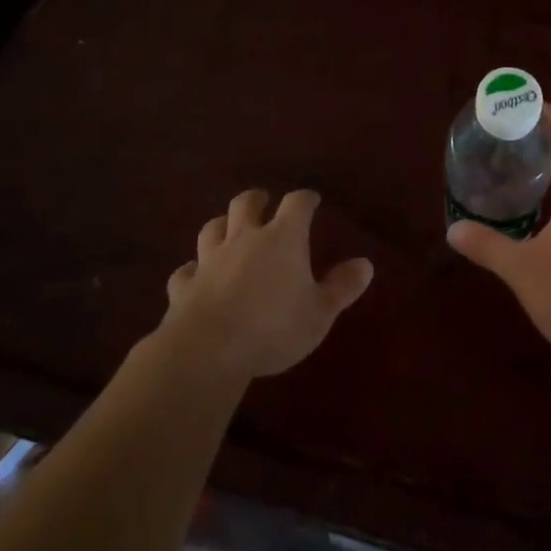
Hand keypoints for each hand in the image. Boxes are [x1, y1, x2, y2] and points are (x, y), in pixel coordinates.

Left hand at [161, 190, 373, 381]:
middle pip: (246, 203)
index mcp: (283, 238)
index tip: (311, 200)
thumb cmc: (273, 328)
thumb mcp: (319, 313)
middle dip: (256, 199)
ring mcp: (210, 260)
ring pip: (212, 229)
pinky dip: (192, 270)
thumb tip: (366, 264)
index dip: (305, 199)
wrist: (207, 351)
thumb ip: (341, 288)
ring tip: (228, 230)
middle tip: (264, 202)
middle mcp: (245, 239)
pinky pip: (186, 271)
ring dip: (221, 226)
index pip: (297, 203)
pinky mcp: (184, 286)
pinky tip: (195, 276)